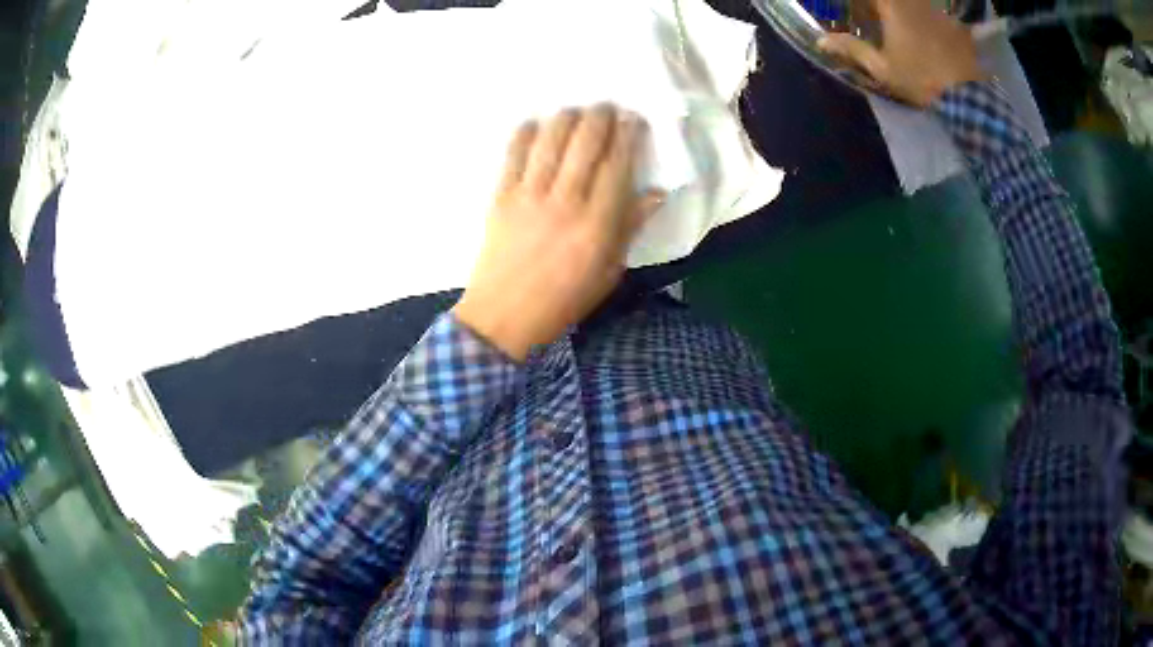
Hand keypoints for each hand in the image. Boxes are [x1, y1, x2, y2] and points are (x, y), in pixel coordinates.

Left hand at [453, 104, 664, 361]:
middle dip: (599, 117)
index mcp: (597, 223)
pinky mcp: (501, 196)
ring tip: (574, 111)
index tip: (633, 119)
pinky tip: (534, 123)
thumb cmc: (563, 300)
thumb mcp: (608, 272)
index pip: (617, 165)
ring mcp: (529, 195)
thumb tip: (655, 193)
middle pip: (585, 143)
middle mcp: (565, 201)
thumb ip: (630, 228)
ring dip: (566, 117)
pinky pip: (513, 155)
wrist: (504, 316)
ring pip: (550, 141)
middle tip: (606, 107)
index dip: (627, 136)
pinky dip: (524, 133)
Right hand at [818, 0, 986, 107]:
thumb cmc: (920, 80)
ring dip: (906, 13)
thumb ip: (852, 49)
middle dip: (882, 10)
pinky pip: (936, 16)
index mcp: (892, 5)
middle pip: (893, 2)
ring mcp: (938, 12)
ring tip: (903, 34)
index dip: (861, 5)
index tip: (857, 11)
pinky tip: (928, 39)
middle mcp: (915, 1)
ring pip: (915, 5)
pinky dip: (928, 23)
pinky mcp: (957, 27)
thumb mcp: (882, 69)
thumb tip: (821, 40)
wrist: (968, 99)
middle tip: (876, 19)